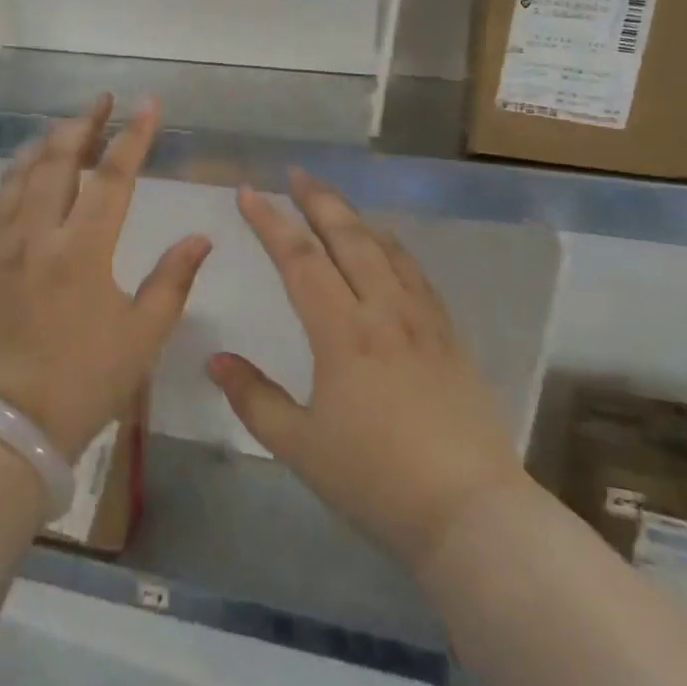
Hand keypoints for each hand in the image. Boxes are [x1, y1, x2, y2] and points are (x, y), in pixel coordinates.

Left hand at [0, 95, 210, 460]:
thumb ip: (174, 280)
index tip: (147, 104)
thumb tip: (201, 236)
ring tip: (68, 126)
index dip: (132, 136)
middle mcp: (35, 234)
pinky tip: (26, 172)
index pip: (112, 176)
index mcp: (81, 251)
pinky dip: (15, 175)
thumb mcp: (142, 336)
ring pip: (21, 172)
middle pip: (58, 159)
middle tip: (102, 101)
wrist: (4, 426)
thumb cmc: (82, 382)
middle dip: (83, 123)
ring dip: (47, 142)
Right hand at [210, 169, 526, 573]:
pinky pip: (416, 274)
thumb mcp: (300, 446)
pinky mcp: (449, 336)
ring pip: (385, 249)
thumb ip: (254, 398)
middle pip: (347, 237)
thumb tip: (216, 360)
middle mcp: (383, 310)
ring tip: (335, 202)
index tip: (248, 193)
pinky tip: (388, 249)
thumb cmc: (375, 480)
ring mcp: (422, 319)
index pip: (299, 259)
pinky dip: (393, 248)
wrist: (470, 512)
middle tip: (296, 174)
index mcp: (342, 331)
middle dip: (318, 200)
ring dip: (356, 218)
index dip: (270, 222)